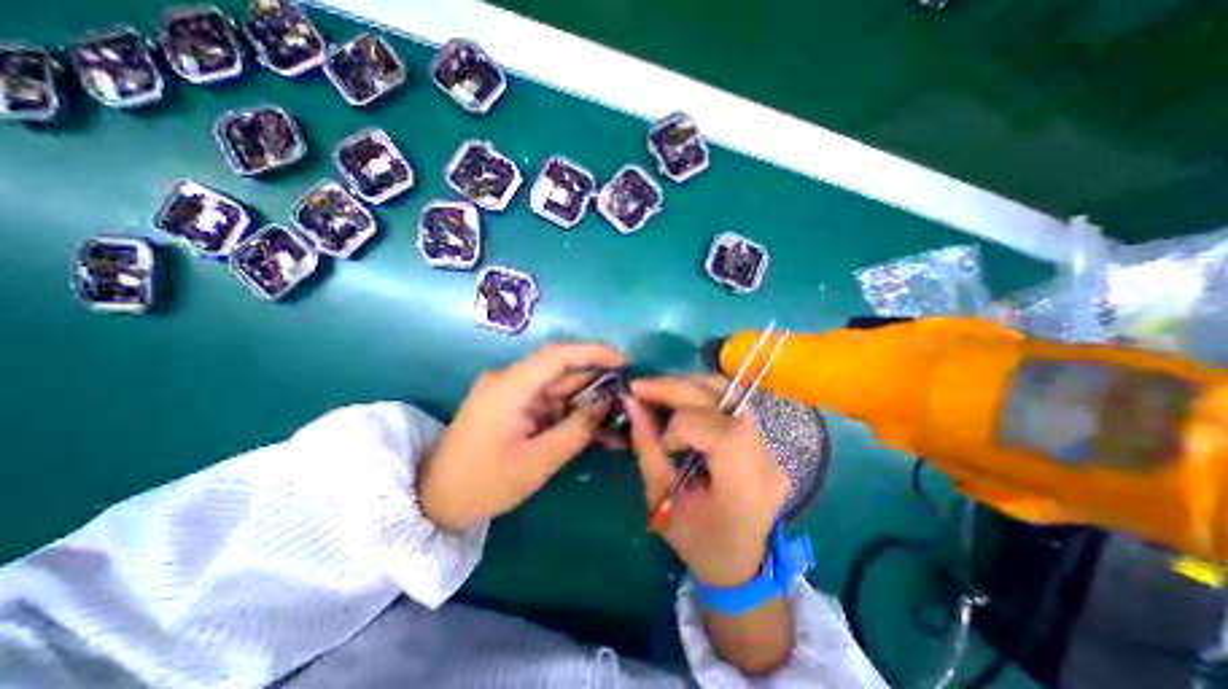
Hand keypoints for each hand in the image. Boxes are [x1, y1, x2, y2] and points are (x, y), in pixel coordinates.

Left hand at [420, 344, 624, 532]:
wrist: (435, 503)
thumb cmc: (485, 483)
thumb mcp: (538, 461)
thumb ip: (577, 429)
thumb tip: (606, 404)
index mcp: (510, 386)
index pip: (557, 355)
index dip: (593, 353)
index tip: (623, 361)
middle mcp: (509, 380)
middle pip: (560, 372)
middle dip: (595, 383)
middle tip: (627, 397)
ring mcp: (509, 393)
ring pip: (557, 389)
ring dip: (585, 402)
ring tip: (617, 417)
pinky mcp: (510, 406)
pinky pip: (547, 403)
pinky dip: (569, 413)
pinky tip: (592, 428)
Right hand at [628, 377, 792, 585]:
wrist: (742, 563)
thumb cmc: (699, 543)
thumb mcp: (662, 502)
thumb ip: (647, 448)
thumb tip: (630, 403)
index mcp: (745, 486)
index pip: (719, 431)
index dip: (681, 426)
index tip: (663, 444)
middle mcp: (766, 457)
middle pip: (724, 399)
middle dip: (676, 387)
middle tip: (640, 387)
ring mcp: (770, 445)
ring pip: (729, 391)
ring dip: (688, 384)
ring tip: (658, 391)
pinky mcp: (763, 437)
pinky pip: (730, 400)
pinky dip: (699, 392)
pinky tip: (679, 399)